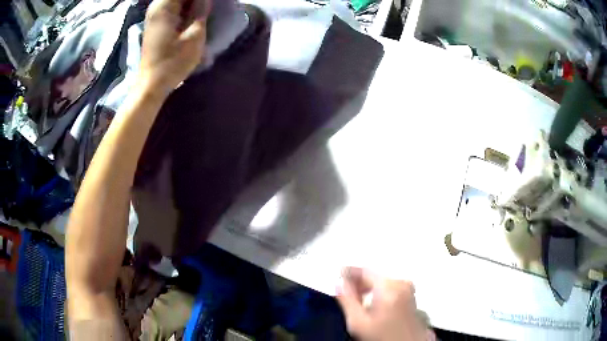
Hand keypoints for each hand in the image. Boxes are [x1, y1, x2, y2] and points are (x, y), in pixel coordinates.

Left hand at [139, 0, 210, 95]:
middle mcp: (156, 7)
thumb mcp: (194, 36)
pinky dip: (183, 7)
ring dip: (190, 4)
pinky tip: (193, 13)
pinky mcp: (155, 23)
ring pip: (175, 1)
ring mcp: (154, 15)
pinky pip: (171, 6)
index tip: (209, 4)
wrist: (151, 85)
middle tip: (207, 7)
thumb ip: (201, 11)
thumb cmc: (172, 62)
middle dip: (195, 1)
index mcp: (164, 7)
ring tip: (202, 10)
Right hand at [337, 268, 434, 340]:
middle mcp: (402, 282)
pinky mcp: (411, 296)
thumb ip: (346, 300)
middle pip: (374, 275)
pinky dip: (378, 292)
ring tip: (356, 300)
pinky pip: (390, 287)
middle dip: (358, 282)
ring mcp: (409, 289)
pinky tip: (371, 303)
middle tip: (344, 291)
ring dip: (368, 288)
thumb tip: (339, 283)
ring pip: (382, 282)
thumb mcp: (358, 322)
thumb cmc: (381, 336)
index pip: (364, 270)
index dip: (348, 272)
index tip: (336, 276)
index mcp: (389, 285)